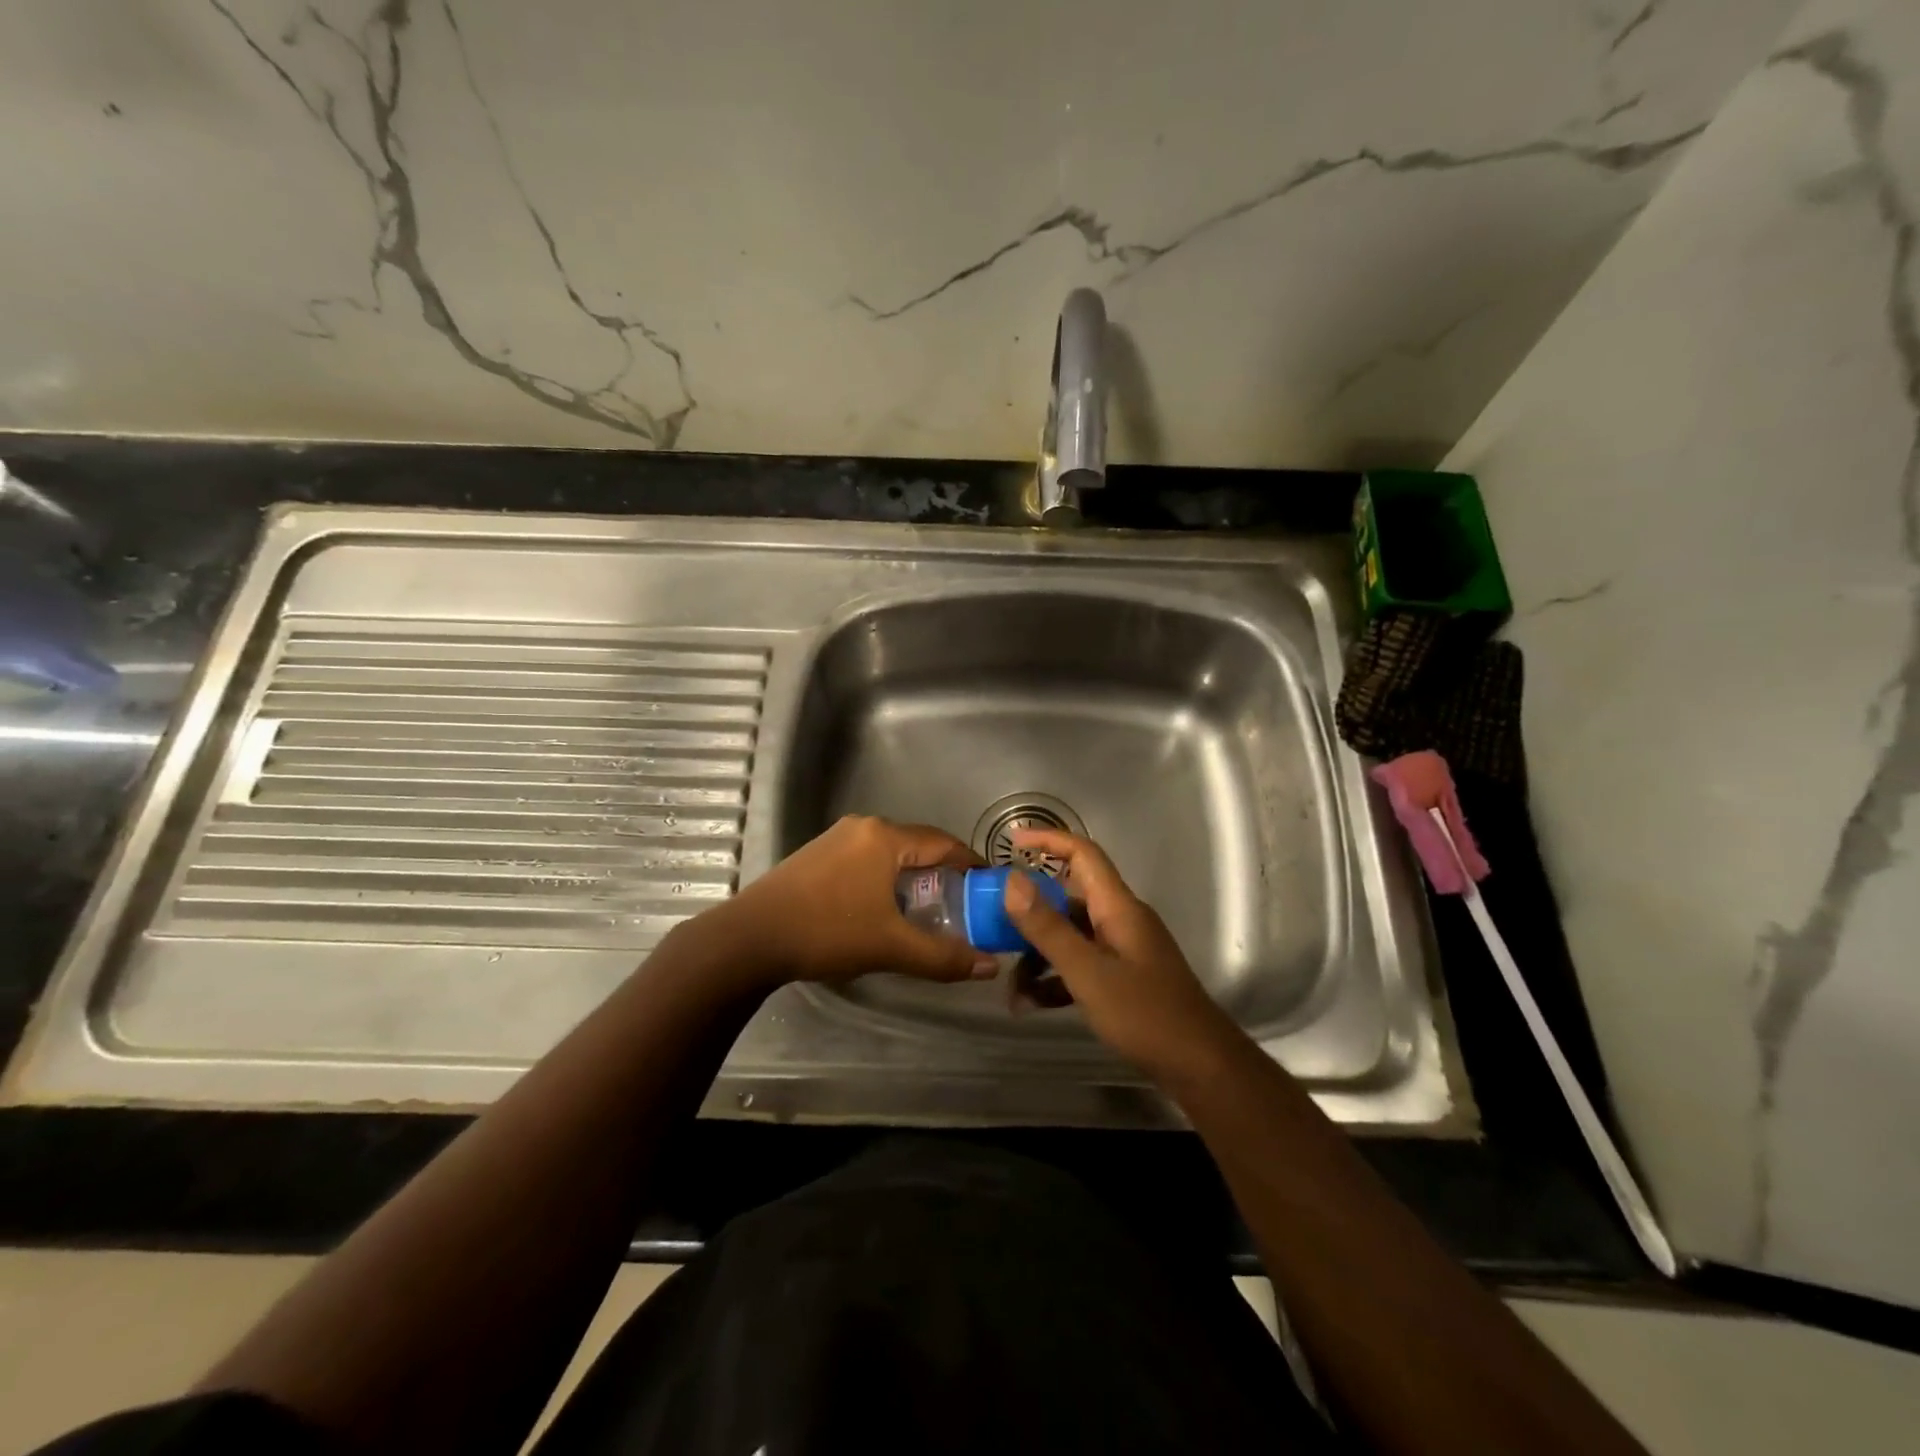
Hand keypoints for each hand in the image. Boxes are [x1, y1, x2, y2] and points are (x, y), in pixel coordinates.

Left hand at [718, 814, 996, 987]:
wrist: (750, 938)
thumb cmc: (828, 932)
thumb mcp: (891, 947)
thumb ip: (943, 956)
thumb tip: (990, 966)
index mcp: (885, 837)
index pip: (944, 843)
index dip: (971, 864)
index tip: (990, 887)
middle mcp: (863, 827)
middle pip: (917, 845)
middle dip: (942, 873)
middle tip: (962, 904)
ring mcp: (836, 837)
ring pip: (890, 853)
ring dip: (912, 877)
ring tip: (927, 908)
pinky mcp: (817, 854)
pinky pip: (866, 859)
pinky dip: (885, 878)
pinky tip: (883, 906)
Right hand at [1000, 828, 1234, 1077]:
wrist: (1201, 1067)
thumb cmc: (1145, 1014)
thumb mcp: (1087, 972)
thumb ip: (1048, 927)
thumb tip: (1013, 880)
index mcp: (1117, 907)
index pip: (1083, 854)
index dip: (1048, 840)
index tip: (1011, 842)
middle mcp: (1120, 920)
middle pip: (1068, 898)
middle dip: (1029, 914)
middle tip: (993, 929)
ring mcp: (1123, 950)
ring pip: (1070, 937)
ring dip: (1038, 957)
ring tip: (1012, 991)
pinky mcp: (1123, 979)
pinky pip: (1081, 965)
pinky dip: (1055, 980)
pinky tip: (1031, 1005)